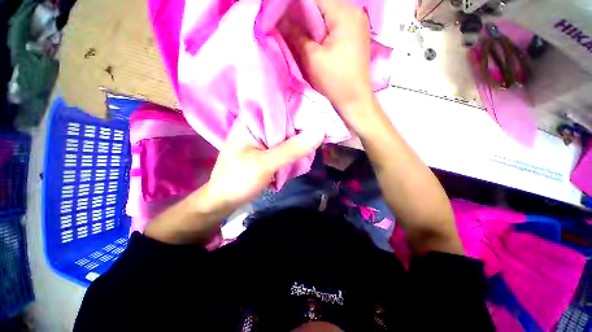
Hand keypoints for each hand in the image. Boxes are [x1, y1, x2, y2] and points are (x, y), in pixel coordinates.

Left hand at [145, 117, 323, 244]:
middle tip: (324, 128)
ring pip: (287, 133)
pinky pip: (285, 144)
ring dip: (300, 138)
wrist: (224, 200)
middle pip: (285, 119)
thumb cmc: (238, 180)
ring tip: (318, 140)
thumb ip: (291, 150)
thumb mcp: (264, 164)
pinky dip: (295, 148)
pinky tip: (305, 151)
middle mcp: (258, 125)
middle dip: (303, 124)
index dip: (299, 105)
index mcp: (251, 120)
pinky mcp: (267, 150)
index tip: (320, 111)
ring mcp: (263, 138)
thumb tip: (319, 133)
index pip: (279, 104)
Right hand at [279, 0, 374, 123]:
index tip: (282, 14)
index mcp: (345, 13)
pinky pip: (334, 26)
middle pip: (322, 5)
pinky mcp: (355, 37)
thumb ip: (295, 35)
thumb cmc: (334, 81)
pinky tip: (313, 40)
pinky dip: (322, 30)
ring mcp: (357, 25)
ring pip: (328, 16)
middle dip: (303, 13)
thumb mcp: (312, 58)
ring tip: (299, 33)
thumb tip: (279, 20)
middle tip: (288, 25)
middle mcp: (355, 13)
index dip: (295, 5)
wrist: (354, 100)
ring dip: (312, 23)